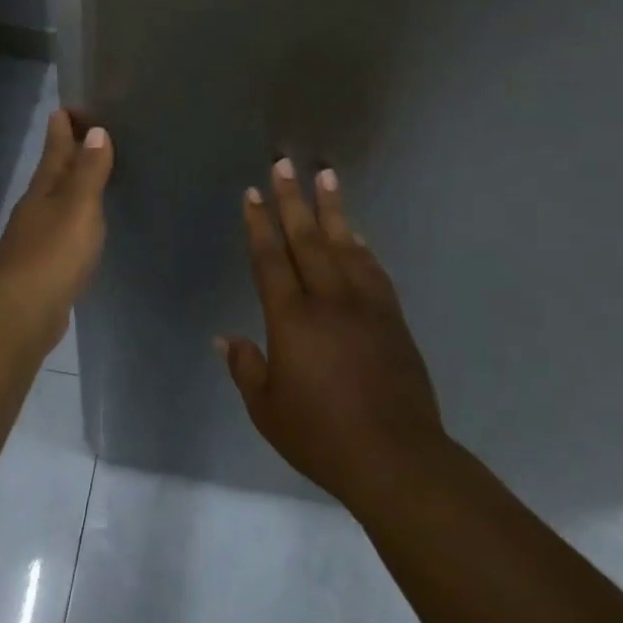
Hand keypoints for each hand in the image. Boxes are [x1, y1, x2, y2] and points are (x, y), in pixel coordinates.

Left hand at [0, 109, 112, 349]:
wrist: (21, 312)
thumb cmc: (53, 253)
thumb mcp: (78, 207)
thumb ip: (88, 172)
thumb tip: (96, 132)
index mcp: (43, 190)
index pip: (54, 150)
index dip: (62, 128)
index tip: (69, 107)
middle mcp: (35, 209)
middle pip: (52, 174)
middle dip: (65, 154)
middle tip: (83, 134)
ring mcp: (34, 239)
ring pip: (55, 203)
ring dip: (69, 188)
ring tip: (88, 178)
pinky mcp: (41, 267)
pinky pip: (60, 232)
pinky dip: (72, 221)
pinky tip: (81, 230)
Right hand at [221, 160, 446, 508]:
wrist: (396, 458)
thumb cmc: (321, 437)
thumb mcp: (267, 410)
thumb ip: (246, 368)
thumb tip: (227, 338)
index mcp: (292, 320)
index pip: (270, 260)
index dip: (259, 225)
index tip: (252, 194)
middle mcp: (328, 301)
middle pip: (307, 240)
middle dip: (293, 199)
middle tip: (284, 163)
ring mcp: (365, 307)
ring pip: (344, 246)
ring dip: (332, 210)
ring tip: (326, 176)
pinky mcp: (392, 320)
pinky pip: (374, 271)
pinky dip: (362, 247)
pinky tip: (356, 234)